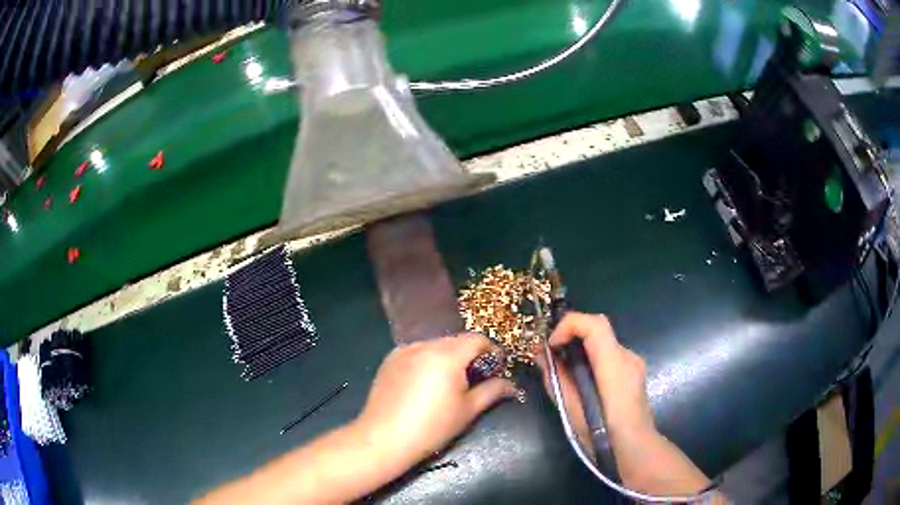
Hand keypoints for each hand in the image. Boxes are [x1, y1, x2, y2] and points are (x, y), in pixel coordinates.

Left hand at [353, 334, 516, 475]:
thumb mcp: (468, 410)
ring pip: (434, 346)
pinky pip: (415, 352)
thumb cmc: (432, 427)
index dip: (492, 350)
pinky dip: (426, 360)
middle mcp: (424, 345)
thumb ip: (492, 391)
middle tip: (476, 377)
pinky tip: (425, 383)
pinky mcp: (389, 360)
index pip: (477, 339)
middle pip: (455, 341)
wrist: (384, 438)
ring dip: (447, 357)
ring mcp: (403, 351)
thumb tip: (512, 385)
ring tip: (449, 382)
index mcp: (447, 355)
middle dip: (470, 355)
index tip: (498, 367)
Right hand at [539, 313, 654, 437]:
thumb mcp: (571, 409)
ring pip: (603, 343)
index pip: (595, 324)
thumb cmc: (602, 435)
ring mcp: (634, 363)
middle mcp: (627, 357)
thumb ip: (556, 378)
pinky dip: (592, 359)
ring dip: (581, 349)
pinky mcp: (634, 372)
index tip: (552, 345)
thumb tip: (541, 355)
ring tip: (564, 372)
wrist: (635, 450)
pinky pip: (609, 355)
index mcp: (614, 365)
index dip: (569, 325)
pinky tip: (583, 383)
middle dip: (571, 335)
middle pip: (598, 329)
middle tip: (551, 355)